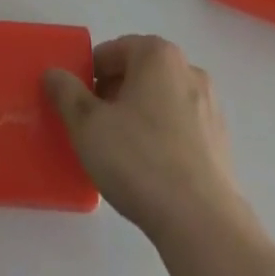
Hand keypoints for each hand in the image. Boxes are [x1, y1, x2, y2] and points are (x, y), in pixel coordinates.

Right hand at [45, 36, 274, 275]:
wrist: (202, 223)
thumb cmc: (140, 161)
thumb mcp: (87, 125)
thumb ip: (65, 93)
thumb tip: (53, 73)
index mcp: (157, 53)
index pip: (111, 52)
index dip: (89, 76)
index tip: (79, 107)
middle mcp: (187, 68)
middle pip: (138, 73)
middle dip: (114, 95)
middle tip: (97, 129)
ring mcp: (209, 105)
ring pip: (161, 100)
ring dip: (140, 116)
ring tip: (123, 153)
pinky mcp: (221, 141)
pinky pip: (181, 128)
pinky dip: (164, 138)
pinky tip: (151, 171)